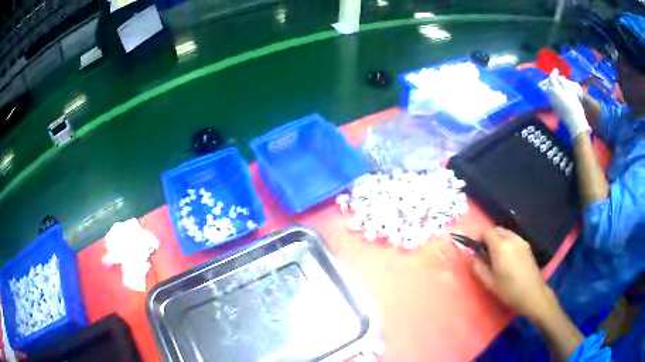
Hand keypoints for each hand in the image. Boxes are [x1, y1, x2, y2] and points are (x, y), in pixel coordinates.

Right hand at [471, 227, 557, 320]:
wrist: (532, 294)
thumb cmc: (509, 290)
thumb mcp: (489, 282)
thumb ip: (478, 267)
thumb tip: (471, 256)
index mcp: (501, 246)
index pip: (487, 231)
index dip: (479, 238)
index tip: (476, 250)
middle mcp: (512, 239)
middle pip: (497, 229)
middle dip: (489, 237)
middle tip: (485, 253)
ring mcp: (522, 241)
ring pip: (506, 232)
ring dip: (499, 239)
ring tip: (497, 256)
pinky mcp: (528, 246)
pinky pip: (514, 238)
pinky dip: (507, 242)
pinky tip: (508, 258)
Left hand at [546, 70, 590, 138]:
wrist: (575, 123)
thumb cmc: (574, 106)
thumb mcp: (570, 91)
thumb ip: (564, 83)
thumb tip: (559, 77)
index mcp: (555, 89)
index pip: (552, 78)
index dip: (554, 73)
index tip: (556, 70)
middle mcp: (551, 95)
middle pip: (549, 84)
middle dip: (551, 79)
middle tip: (555, 75)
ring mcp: (552, 103)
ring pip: (549, 91)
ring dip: (551, 85)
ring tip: (556, 83)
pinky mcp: (554, 109)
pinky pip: (551, 97)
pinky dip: (552, 92)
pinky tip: (556, 92)